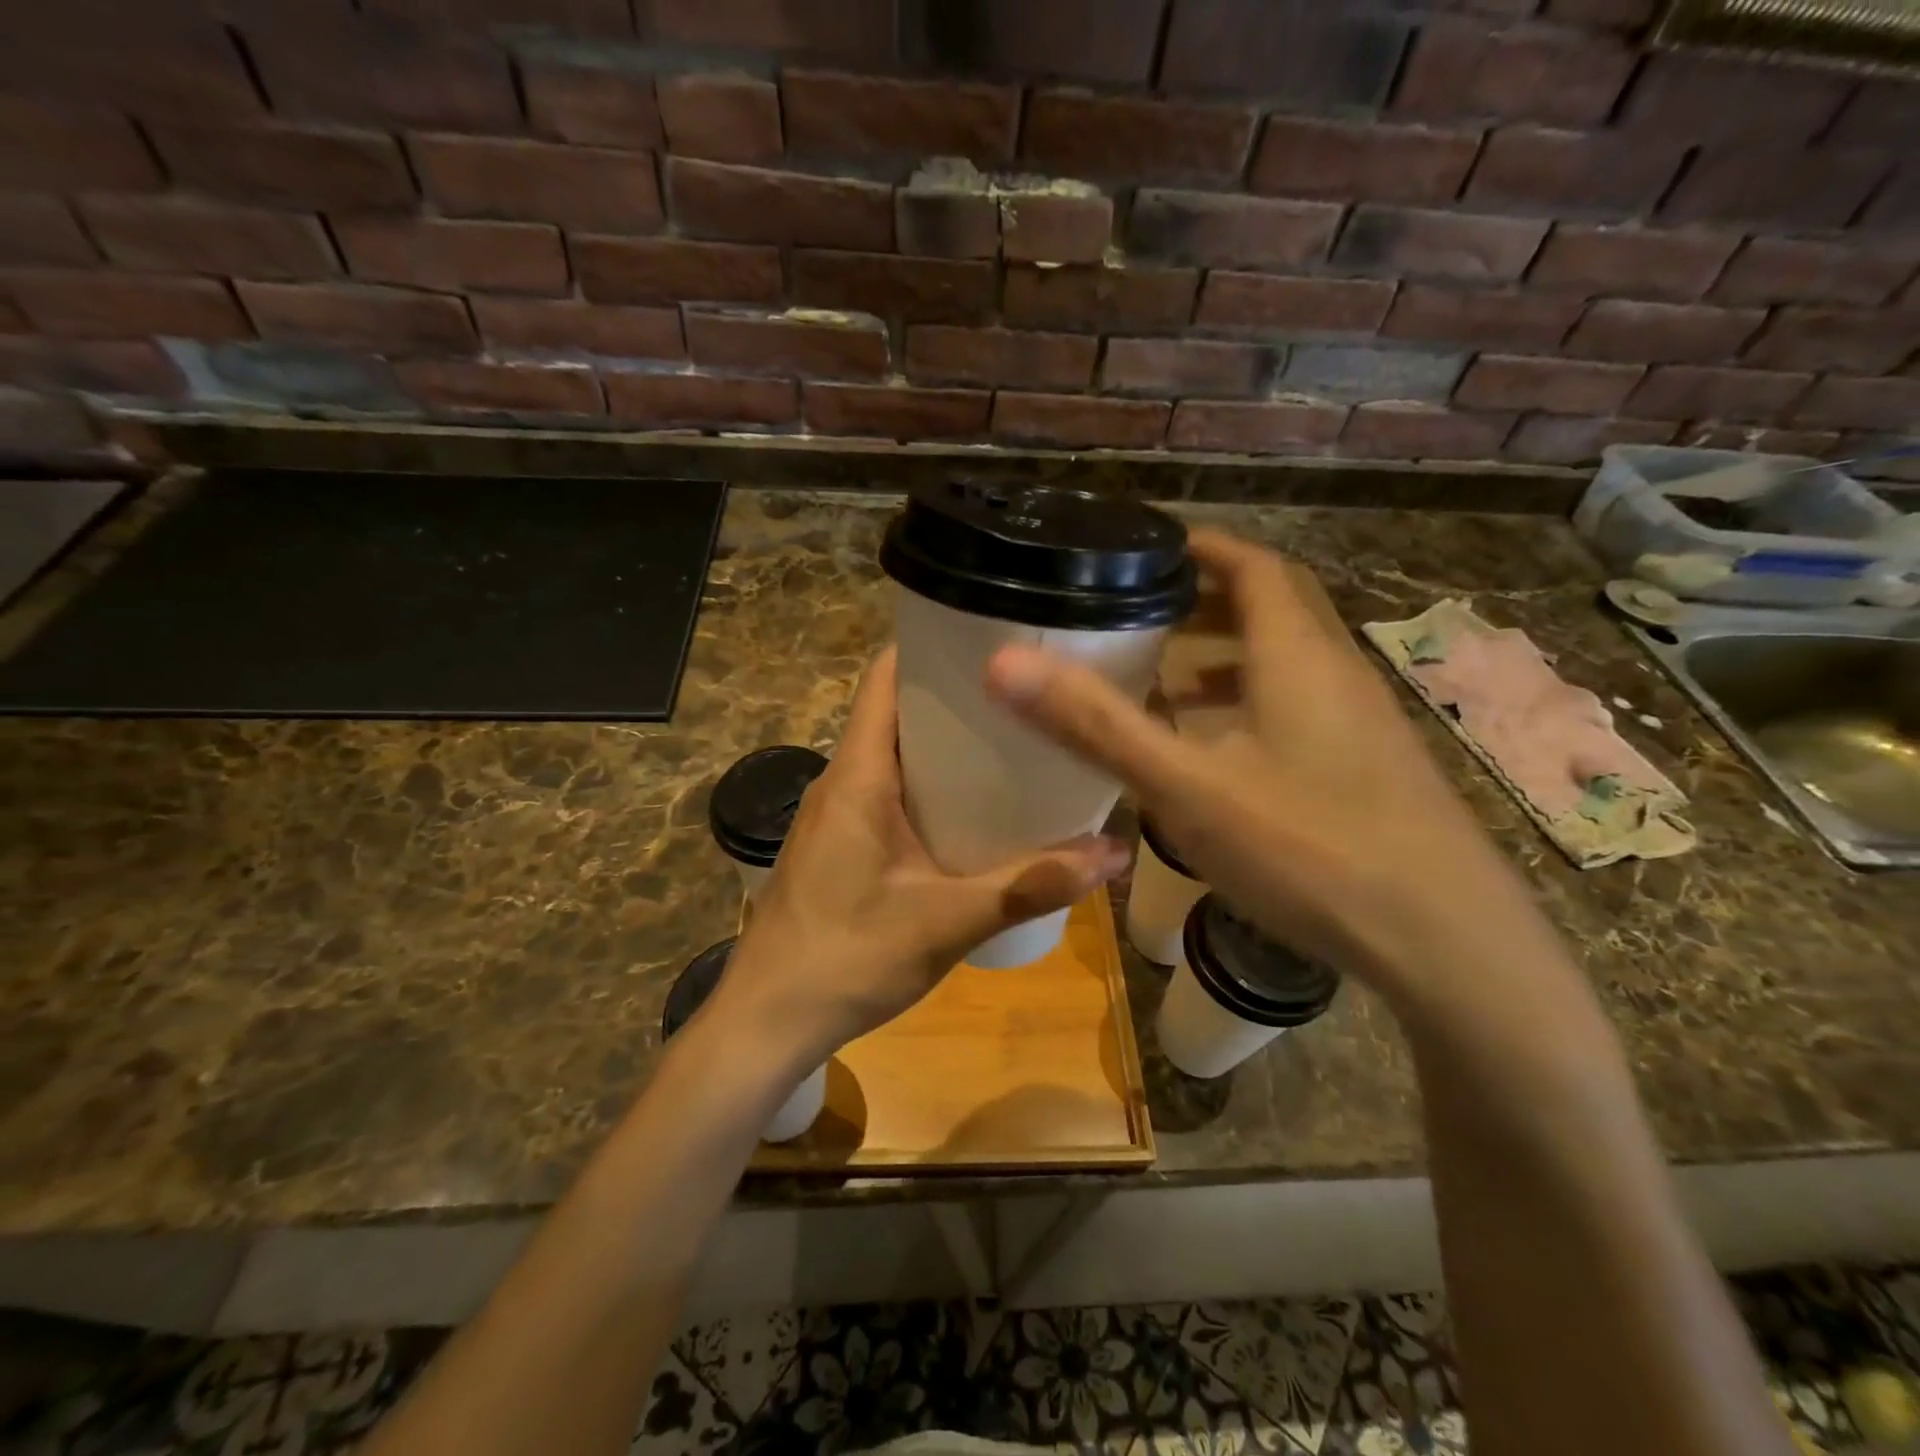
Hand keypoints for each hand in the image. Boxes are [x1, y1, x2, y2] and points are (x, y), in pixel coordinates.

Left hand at [708, 646, 1128, 1072]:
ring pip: (893, 756)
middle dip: (957, 700)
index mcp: (858, 774)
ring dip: (945, 748)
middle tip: (1026, 698)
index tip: (992, 639)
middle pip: (897, 712)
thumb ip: (1030, 884)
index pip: (886, 678)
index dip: (932, 647)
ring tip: (1012, 747)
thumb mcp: (948, 922)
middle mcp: (841, 780)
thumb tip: (1113, 853)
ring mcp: (835, 814)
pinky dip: (929, 788)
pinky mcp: (837, 844)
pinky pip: (886, 793)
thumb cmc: (847, 958)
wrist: (767, 1021)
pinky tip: (973, 813)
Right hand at [983, 528, 1556, 1009]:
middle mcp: (1337, 673)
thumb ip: (1097, 725)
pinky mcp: (1370, 768)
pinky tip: (1220, 749)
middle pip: (1274, 606)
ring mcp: (1362, 723)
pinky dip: (1252, 703)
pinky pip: (1302, 707)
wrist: (1449, 943)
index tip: (1147, 547)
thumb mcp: (1188, 787)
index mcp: (1297, 655)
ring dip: (1230, 652)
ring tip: (1169, 674)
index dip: (1201, 547)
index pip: (1253, 565)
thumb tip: (1004, 664)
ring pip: (1289, 660)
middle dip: (1208, 595)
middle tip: (1143, 607)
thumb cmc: (1312, 849)